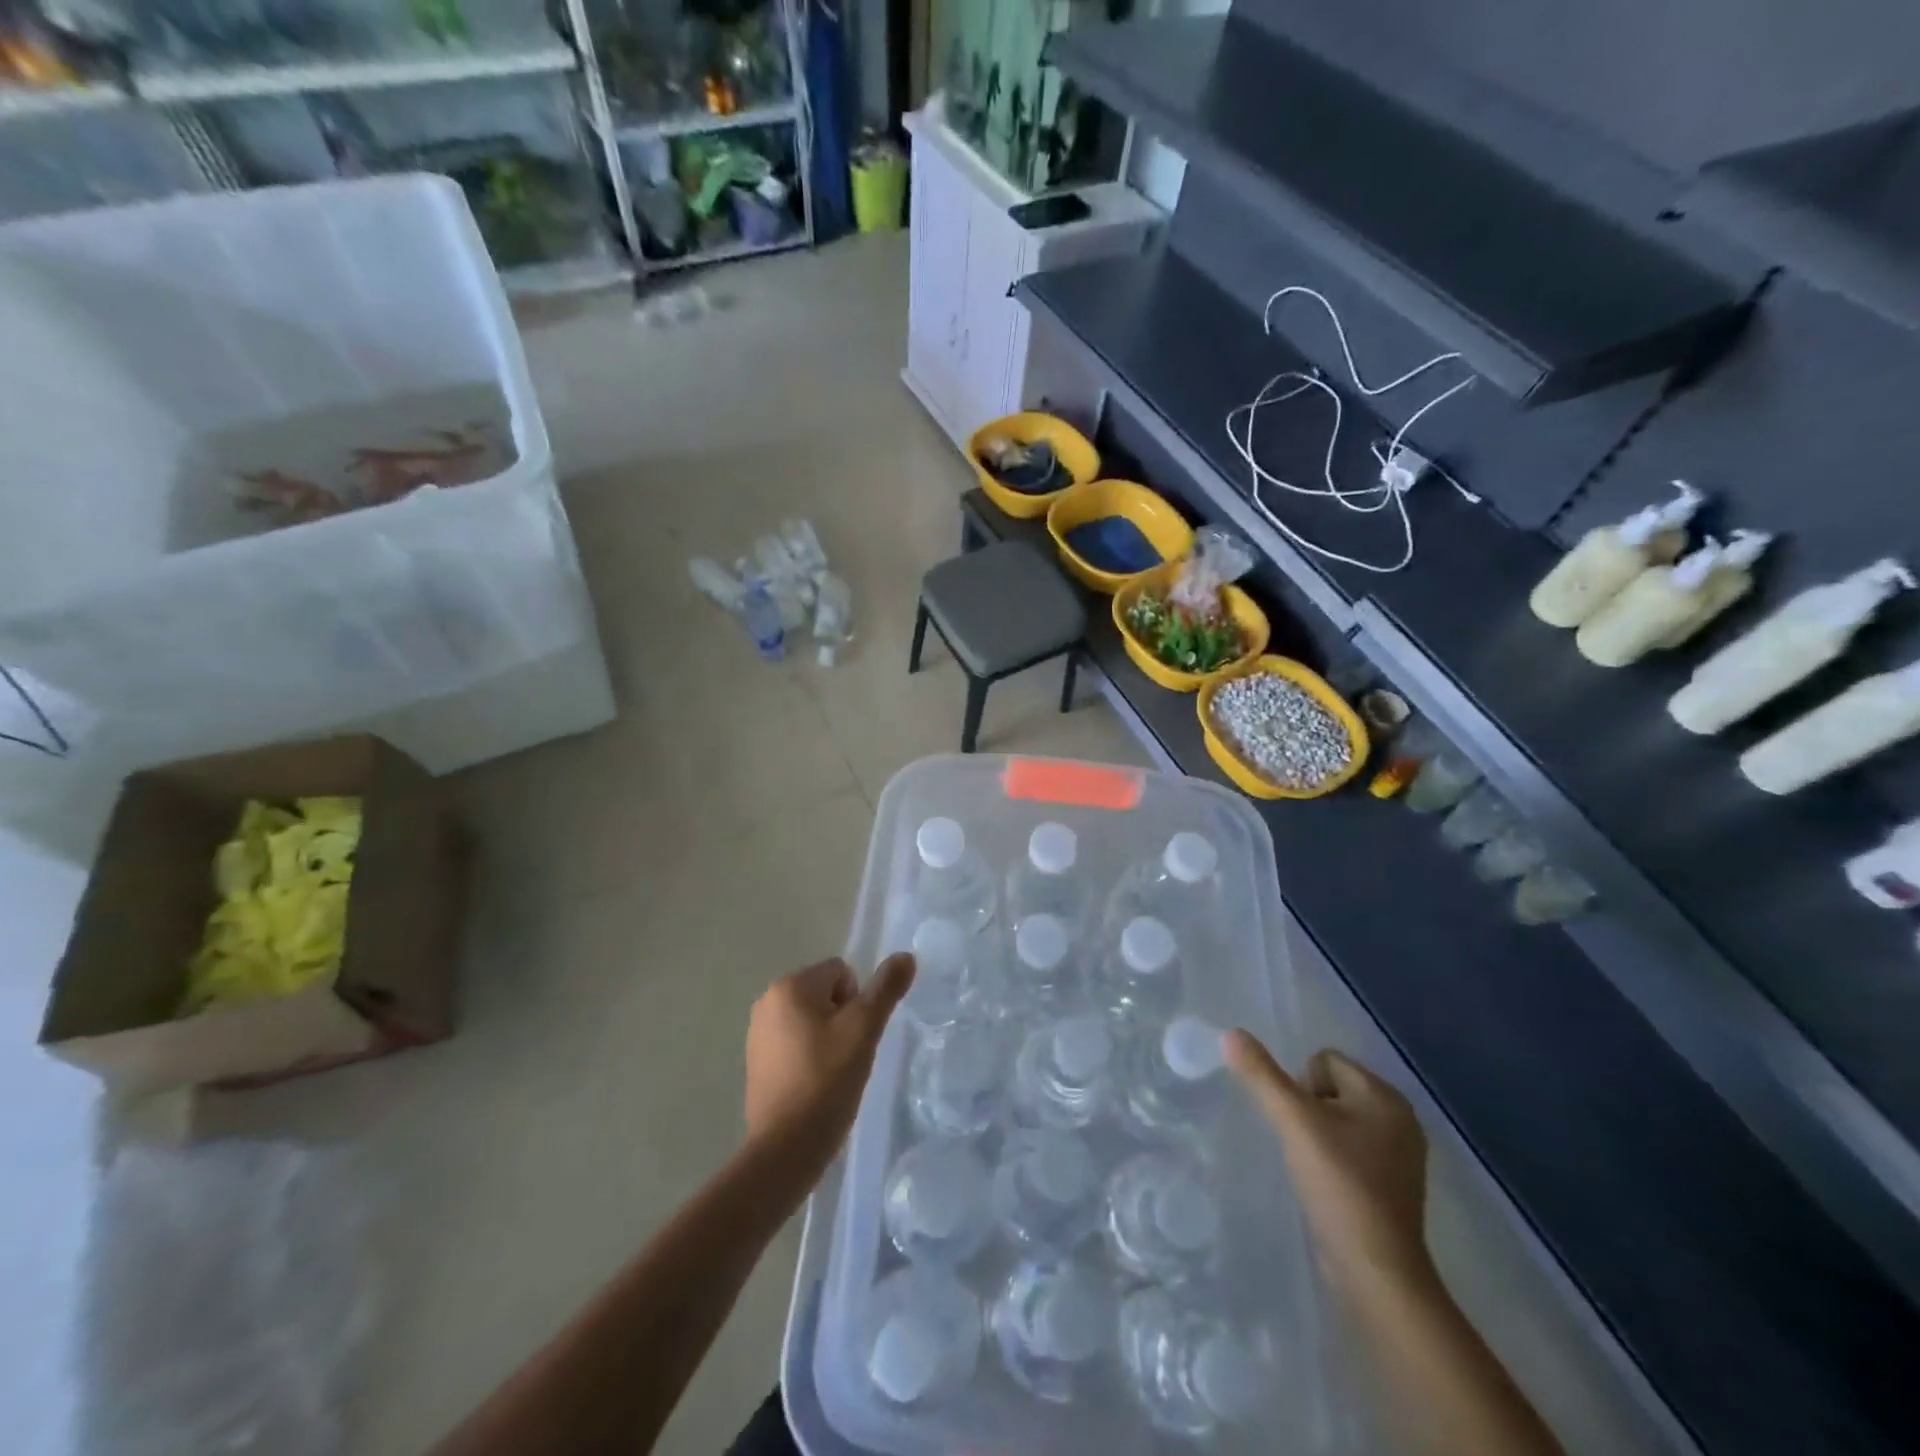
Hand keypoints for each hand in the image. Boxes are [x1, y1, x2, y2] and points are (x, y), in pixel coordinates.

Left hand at [744, 953, 914, 1180]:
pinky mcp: (756, 1062)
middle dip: (842, 1018)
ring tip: (832, 1073)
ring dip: (826, 1038)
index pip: (841, 972)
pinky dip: (808, 1057)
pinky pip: (794, 1043)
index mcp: (790, 986)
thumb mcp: (864, 1030)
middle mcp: (767, 1001)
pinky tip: (814, 1085)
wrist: (785, 1148)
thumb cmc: (826, 1080)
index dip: (857, 1002)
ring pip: (811, 1019)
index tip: (855, 1035)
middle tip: (848, 1054)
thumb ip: (886, 988)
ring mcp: (757, 1033)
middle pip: (825, 993)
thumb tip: (905, 956)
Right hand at [1226, 1032, 1433, 1297]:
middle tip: (1301, 1143)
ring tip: (1310, 1164)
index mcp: (1385, 1096)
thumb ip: (1261, 1074)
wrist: (1377, 1271)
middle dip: (1308, 1108)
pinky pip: (1352, 1149)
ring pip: (1339, 1119)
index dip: (1300, 1084)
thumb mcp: (1293, 1121)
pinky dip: (1334, 1159)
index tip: (1297, 1123)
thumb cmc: (1339, 1184)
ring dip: (1318, 1134)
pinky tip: (1324, 1183)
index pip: (1325, 1060)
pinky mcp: (1393, 1186)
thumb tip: (1231, 1033)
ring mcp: (1401, 1155)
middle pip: (1332, 1087)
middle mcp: (1401, 1119)